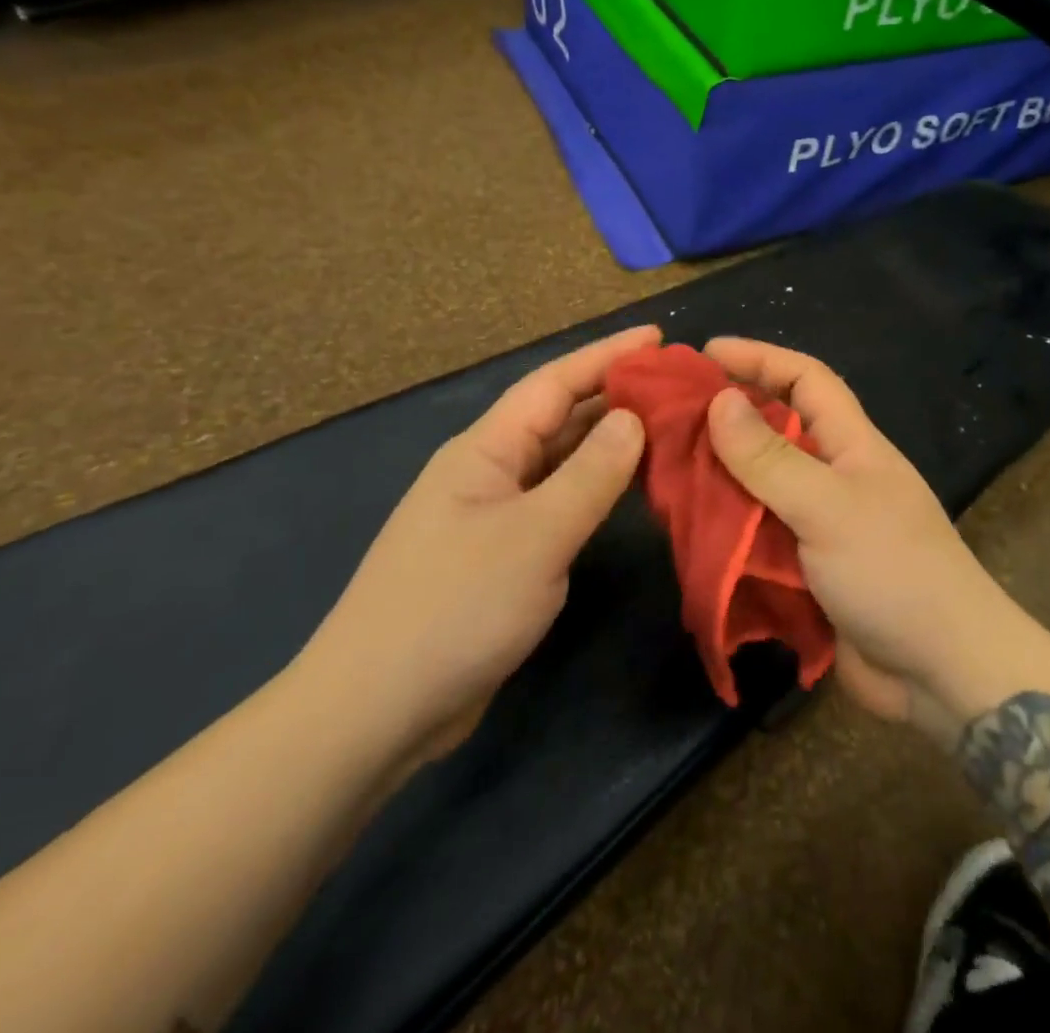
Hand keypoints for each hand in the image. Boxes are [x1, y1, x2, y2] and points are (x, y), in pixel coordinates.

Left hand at [291, 325, 657, 769]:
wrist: (374, 712)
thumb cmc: (455, 608)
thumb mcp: (535, 536)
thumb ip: (590, 475)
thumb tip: (633, 418)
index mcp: (485, 450)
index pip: (555, 383)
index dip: (607, 355)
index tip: (660, 337)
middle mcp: (488, 471)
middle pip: (559, 416)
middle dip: (614, 394)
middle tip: (676, 384)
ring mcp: (492, 514)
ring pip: (560, 460)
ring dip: (608, 441)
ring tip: (666, 424)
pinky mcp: (501, 555)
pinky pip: (558, 502)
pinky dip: (595, 488)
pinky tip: (628, 489)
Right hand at [702, 337, 1020, 739]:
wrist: (942, 673)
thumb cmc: (894, 572)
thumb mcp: (829, 507)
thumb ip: (771, 459)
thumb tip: (719, 400)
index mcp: (852, 444)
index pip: (805, 379)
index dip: (759, 357)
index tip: (704, 353)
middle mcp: (833, 475)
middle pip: (775, 429)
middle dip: (726, 416)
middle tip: (668, 415)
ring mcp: (819, 523)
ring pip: (759, 484)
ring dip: (718, 475)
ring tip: (664, 468)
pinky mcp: (806, 568)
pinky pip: (757, 533)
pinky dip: (725, 527)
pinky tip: (688, 526)